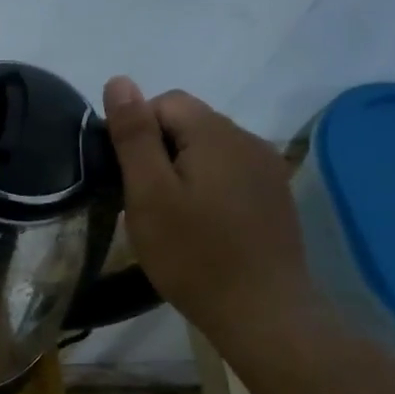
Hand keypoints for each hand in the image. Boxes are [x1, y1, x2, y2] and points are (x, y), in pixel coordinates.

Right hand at [103, 77, 328, 360]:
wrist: (262, 312)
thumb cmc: (194, 254)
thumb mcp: (149, 194)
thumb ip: (133, 135)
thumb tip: (119, 80)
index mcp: (216, 133)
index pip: (165, 101)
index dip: (137, 132)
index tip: (128, 179)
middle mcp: (249, 140)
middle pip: (190, 124)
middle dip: (160, 153)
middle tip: (145, 204)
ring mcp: (268, 170)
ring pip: (211, 151)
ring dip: (184, 172)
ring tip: (172, 218)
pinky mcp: (275, 197)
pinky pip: (231, 174)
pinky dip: (209, 189)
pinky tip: (204, 228)